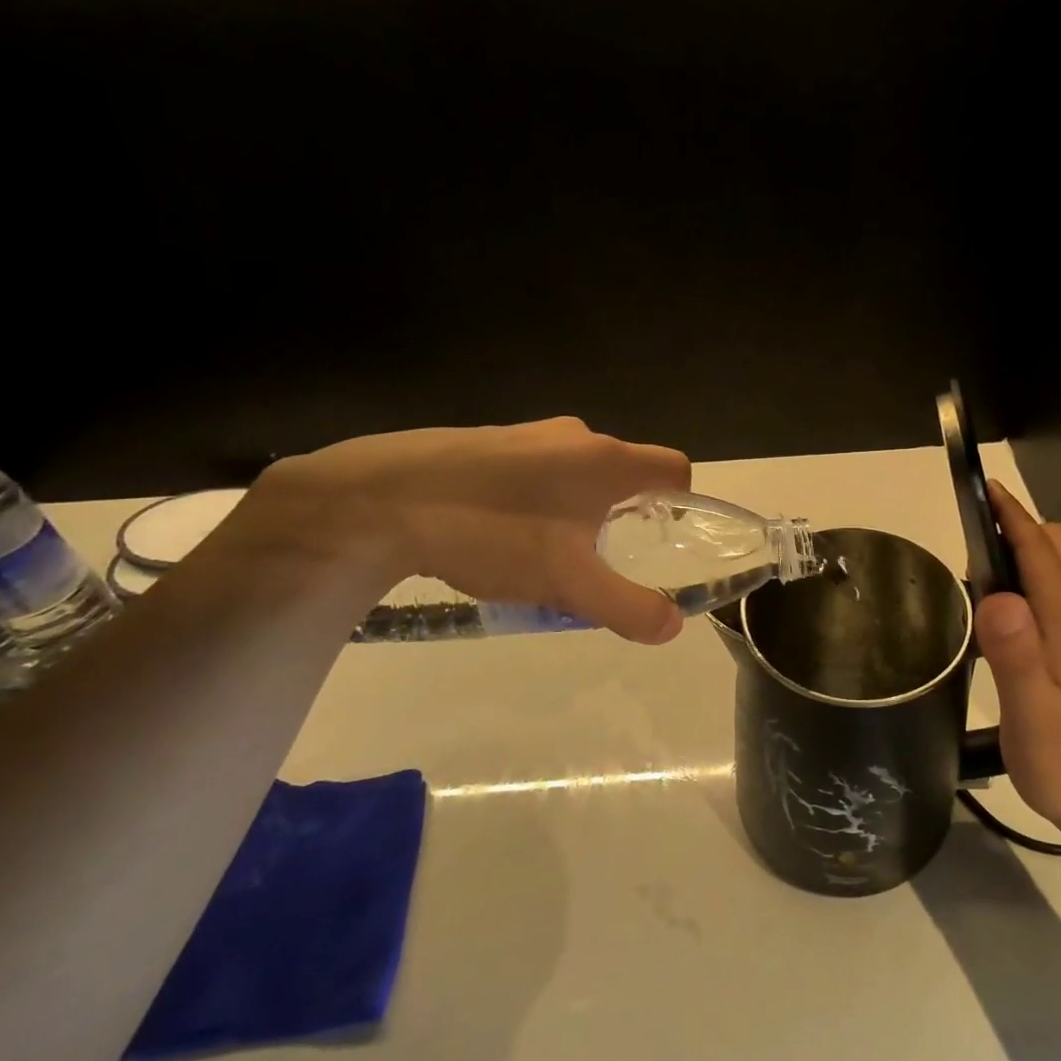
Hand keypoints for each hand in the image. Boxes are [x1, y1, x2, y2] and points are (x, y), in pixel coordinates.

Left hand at [241, 419, 691, 643]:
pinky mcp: (488, 442)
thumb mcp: (568, 583)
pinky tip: (500, 537)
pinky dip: (538, 501)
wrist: (380, 498)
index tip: (658, 539)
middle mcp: (575, 436)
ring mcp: (527, 434)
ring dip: (578, 511)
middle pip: (624, 473)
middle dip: (624, 516)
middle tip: (598, 561)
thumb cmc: (493, 533)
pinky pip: (536, 471)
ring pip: (577, 474)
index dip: (680, 502)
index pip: (673, 468)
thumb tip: (673, 626)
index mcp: (607, 460)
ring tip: (545, 557)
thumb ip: (627, 607)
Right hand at [976, 481, 1060, 847]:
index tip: (984, 486)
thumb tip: (994, 595)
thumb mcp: (1030, 710)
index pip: (1039, 548)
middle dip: (1022, 527)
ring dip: (1028, 555)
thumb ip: (1014, 651)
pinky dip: (1035, 584)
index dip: (1011, 514)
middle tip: (975, 540)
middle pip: (1060, 547)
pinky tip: (1009, 619)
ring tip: (982, 575)